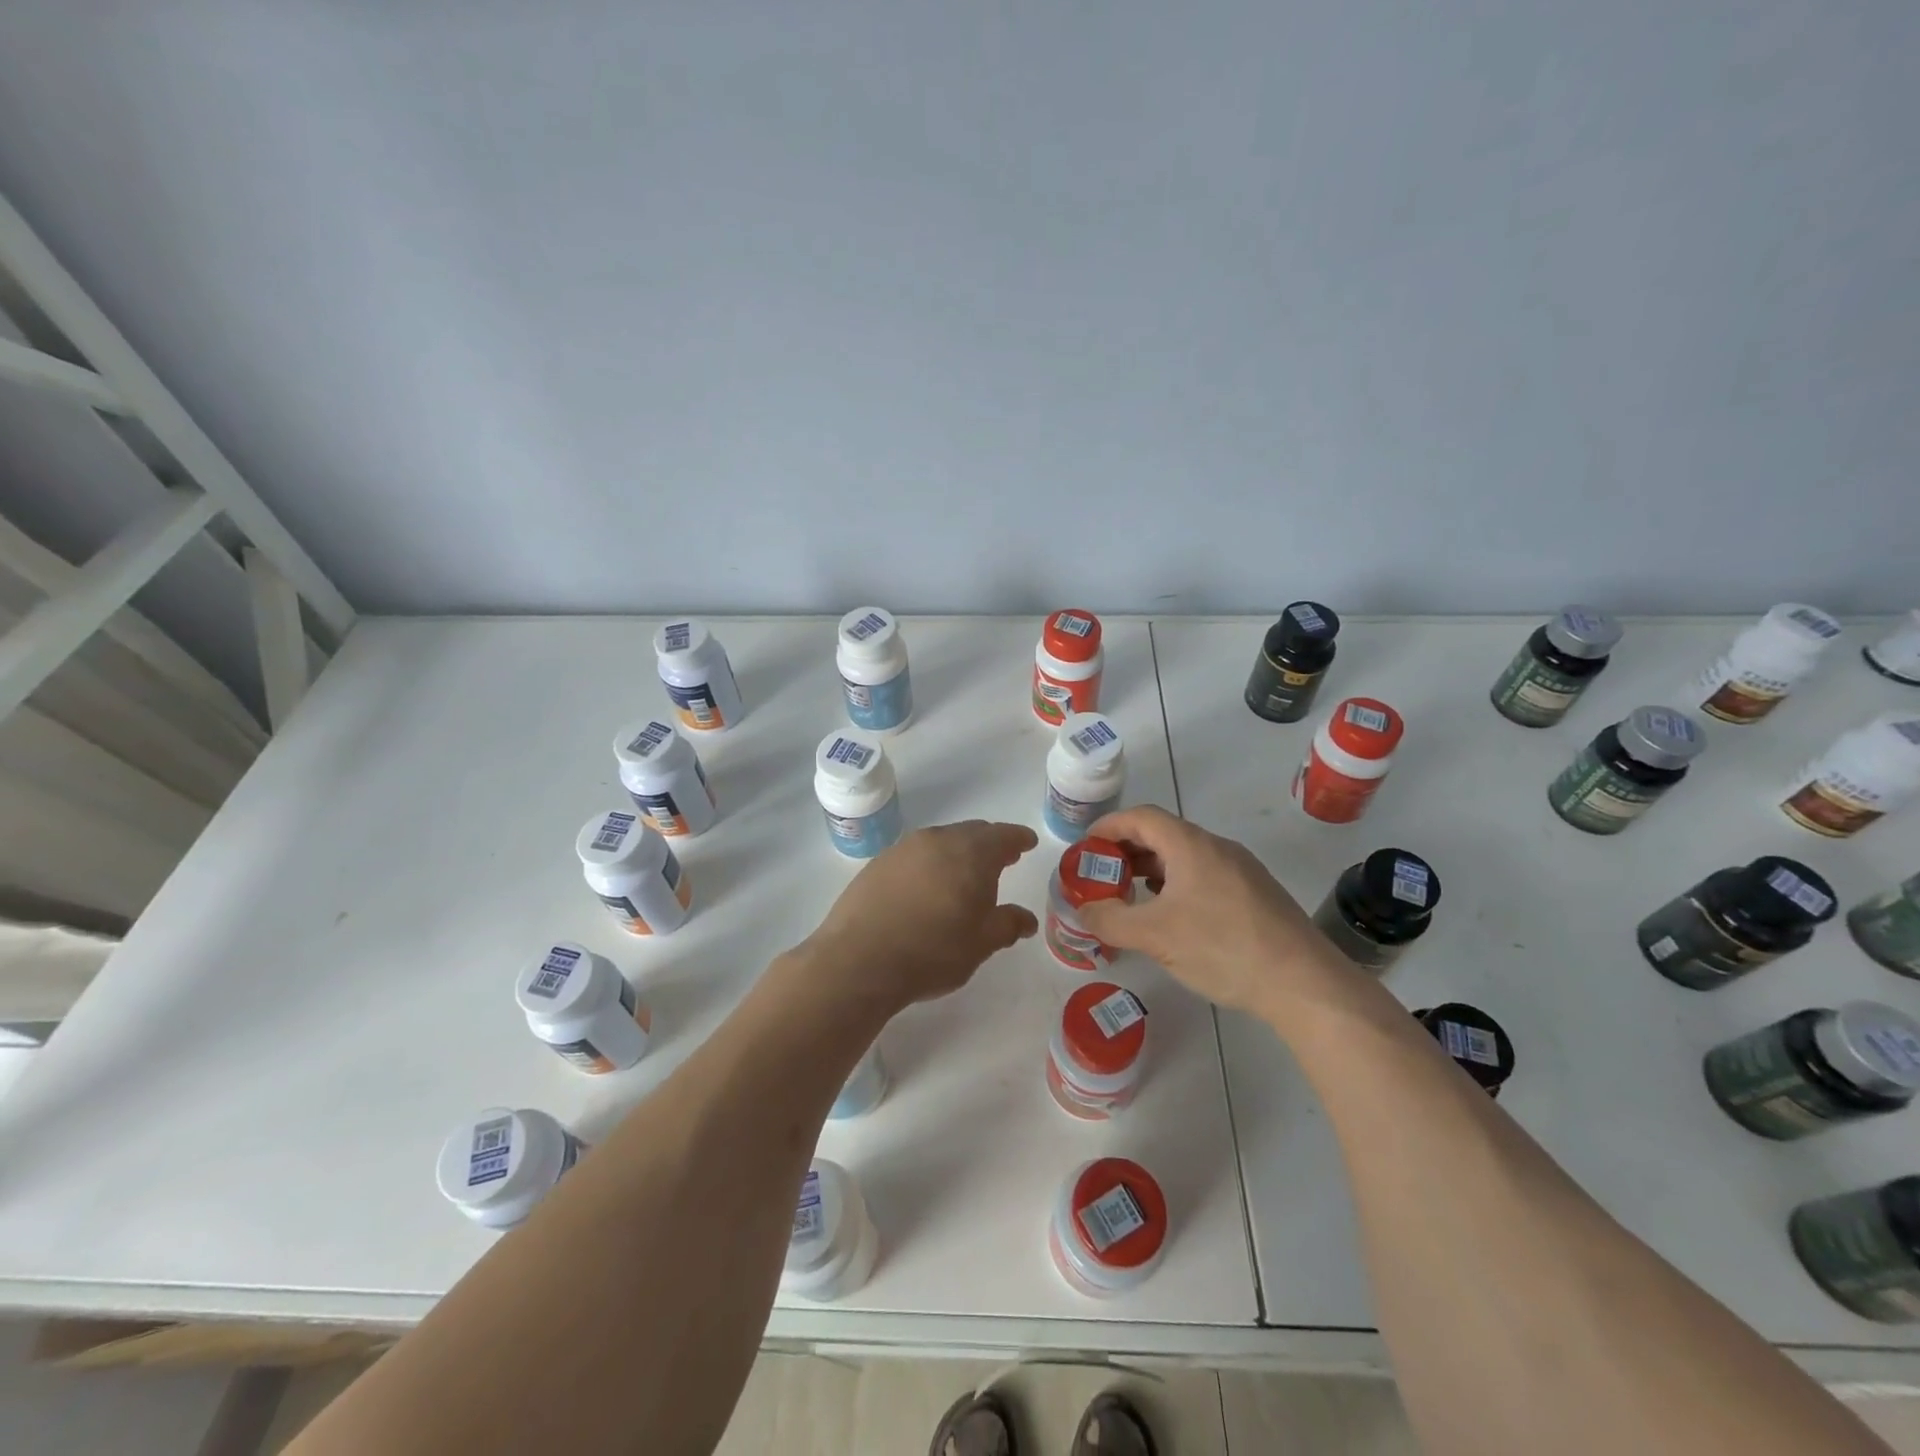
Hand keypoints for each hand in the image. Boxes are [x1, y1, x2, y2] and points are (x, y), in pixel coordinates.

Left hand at [803, 821, 1039, 1011]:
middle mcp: (938, 840)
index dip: (1018, 838)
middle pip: (971, 833)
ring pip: (941, 842)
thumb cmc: (933, 951)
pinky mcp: (878, 863)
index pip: (1002, 835)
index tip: (1027, 842)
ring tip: (964, 876)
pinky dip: (930, 864)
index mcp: (971, 853)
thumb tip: (1026, 919)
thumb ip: (1008, 925)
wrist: (859, 959)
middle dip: (989, 844)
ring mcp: (904, 849)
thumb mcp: (981, 944)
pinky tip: (927, 887)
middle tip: (1002, 860)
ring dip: (958, 853)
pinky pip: (915, 855)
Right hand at [1075, 804, 1356, 1021]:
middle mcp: (1217, 847)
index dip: (1108, 826)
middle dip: (1127, 851)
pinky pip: (1205, 875)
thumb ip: (1109, 920)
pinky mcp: (1256, 894)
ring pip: (1185, 856)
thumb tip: (1083, 910)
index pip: (1140, 817)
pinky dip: (1177, 884)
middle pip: (1162, 834)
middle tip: (1102, 876)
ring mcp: (1241, 870)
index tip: (1085, 847)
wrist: (1304, 983)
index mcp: (1191, 845)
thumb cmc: (1222, 948)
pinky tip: (1173, 916)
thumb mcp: (1154, 936)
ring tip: (1131, 896)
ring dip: (1152, 869)